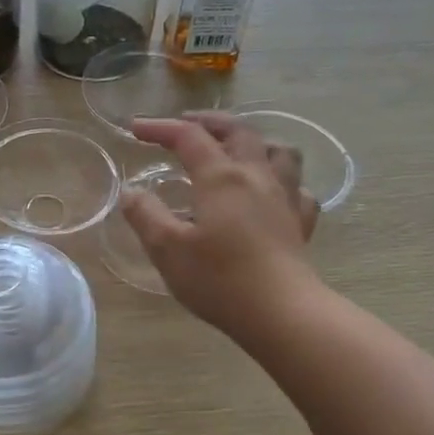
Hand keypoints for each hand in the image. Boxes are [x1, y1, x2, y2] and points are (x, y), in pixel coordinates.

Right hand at [121, 113, 320, 340]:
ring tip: (236, 149)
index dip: (160, 128)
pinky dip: (282, 181)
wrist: (281, 312)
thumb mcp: (167, 248)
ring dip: (254, 141)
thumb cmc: (219, 279)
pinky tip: (272, 193)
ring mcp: (285, 198)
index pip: (189, 137)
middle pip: (237, 132)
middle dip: (208, 122)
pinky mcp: (301, 223)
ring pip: (278, 151)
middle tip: (186, 124)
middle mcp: (256, 176)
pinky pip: (297, 189)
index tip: (135, 129)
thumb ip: (145, 215)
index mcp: (221, 177)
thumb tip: (132, 191)